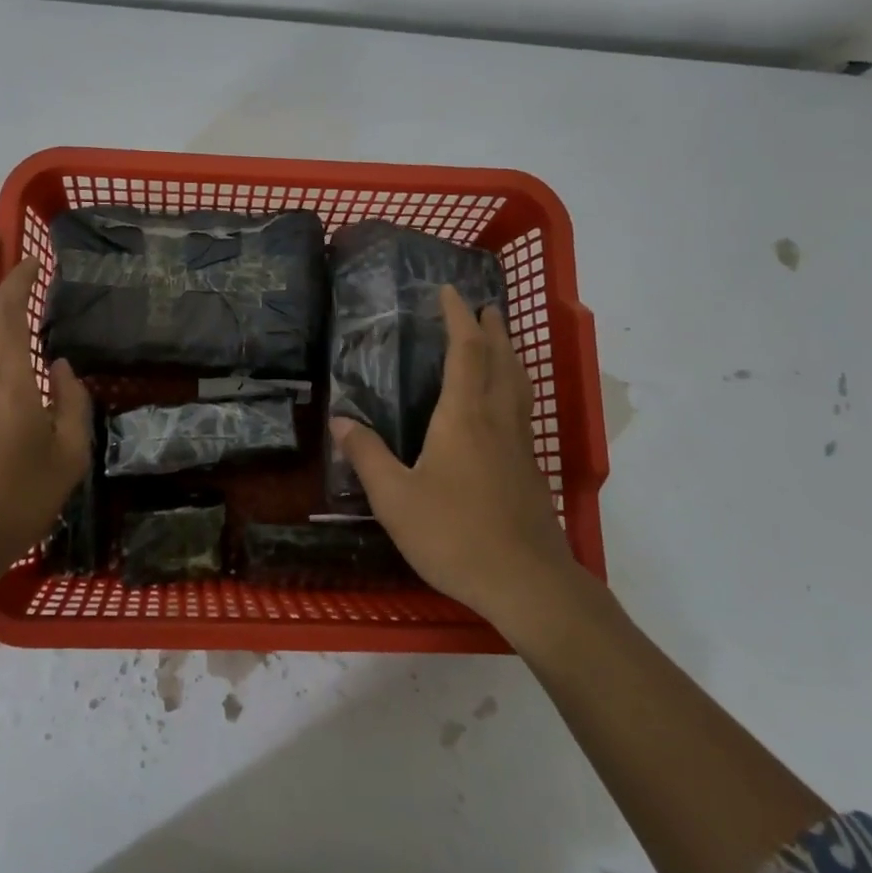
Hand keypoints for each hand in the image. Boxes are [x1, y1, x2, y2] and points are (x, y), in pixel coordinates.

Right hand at [331, 285, 579, 627]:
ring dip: (509, 354)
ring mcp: (519, 444)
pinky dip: (514, 387)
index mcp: (463, 417)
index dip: (458, 317)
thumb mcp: (395, 498)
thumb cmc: (454, 535)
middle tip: (485, 306)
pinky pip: (522, 409)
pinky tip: (504, 406)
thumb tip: (341, 421)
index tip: (450, 291)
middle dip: (493, 329)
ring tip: (500, 341)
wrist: (526, 582)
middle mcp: (496, 419)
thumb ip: (367, 456)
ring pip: (518, 384)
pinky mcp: (530, 469)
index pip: (465, 351)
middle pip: (501, 360)